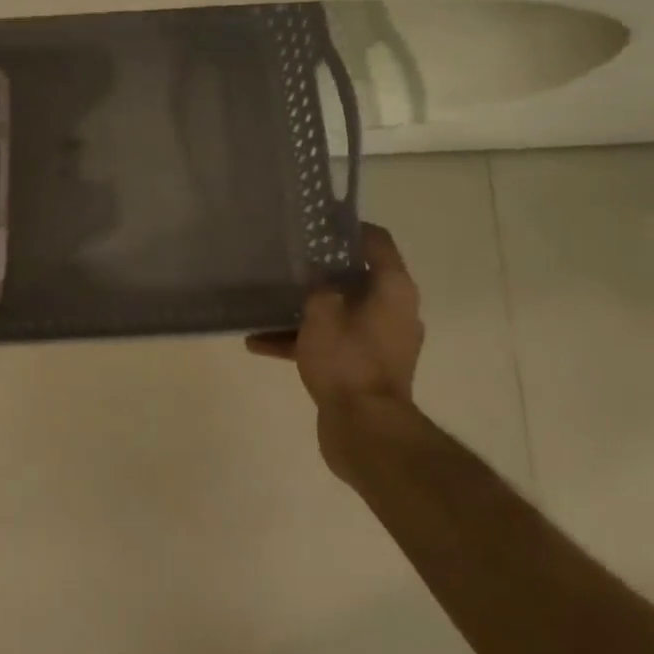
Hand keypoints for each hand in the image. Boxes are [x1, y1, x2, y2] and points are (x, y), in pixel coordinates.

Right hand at [247, 223, 428, 484]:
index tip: (318, 224)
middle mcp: (393, 311)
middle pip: (356, 278)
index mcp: (393, 290)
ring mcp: (379, 341)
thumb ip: (318, 285)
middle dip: (321, 270)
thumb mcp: (322, 313)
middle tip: (289, 258)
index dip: (349, 229)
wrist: (365, 430)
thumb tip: (317, 272)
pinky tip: (259, 343)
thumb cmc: (347, 361)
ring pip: (339, 312)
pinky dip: (302, 340)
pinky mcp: (364, 367)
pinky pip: (332, 342)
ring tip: (267, 303)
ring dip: (305, 309)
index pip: (377, 243)